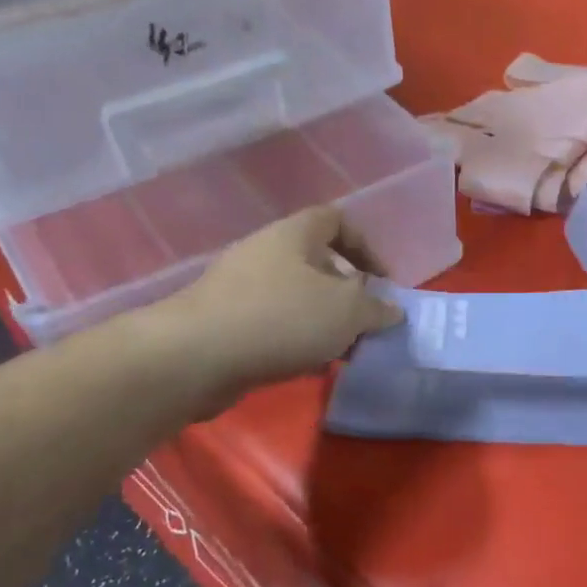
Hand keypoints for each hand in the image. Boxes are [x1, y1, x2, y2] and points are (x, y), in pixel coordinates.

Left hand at [144, 206, 402, 414]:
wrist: (194, 357)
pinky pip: (274, 323)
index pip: (336, 219)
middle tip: (366, 321)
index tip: (383, 281)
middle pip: (317, 262)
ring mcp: (241, 288)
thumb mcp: (347, 312)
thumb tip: (392, 310)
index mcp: (293, 235)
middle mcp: (265, 253)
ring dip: (324, 320)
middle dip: (348, 292)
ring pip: (297, 297)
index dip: (365, 245)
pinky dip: (297, 340)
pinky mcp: (226, 322)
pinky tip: (310, 366)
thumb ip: (376, 309)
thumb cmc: (281, 318)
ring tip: (343, 350)